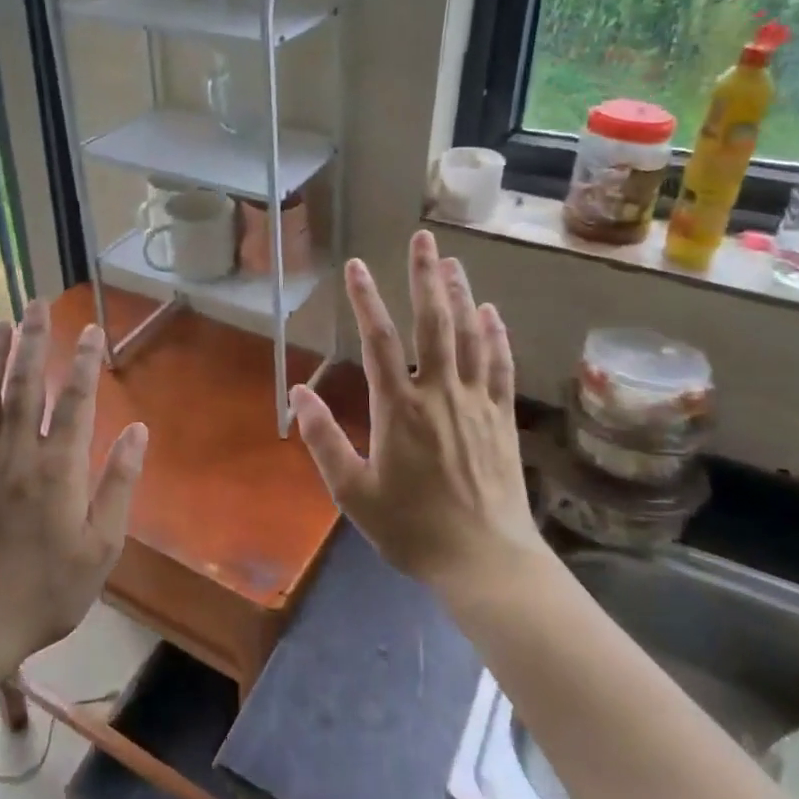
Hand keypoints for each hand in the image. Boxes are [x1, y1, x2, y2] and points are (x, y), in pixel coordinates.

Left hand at [0, 302, 147, 679]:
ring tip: (1, 323)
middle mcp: (16, 453)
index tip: (93, 329)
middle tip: (39, 305)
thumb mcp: (101, 547)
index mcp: (58, 468)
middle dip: (35, 340)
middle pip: (26, 384)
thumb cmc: (45, 591)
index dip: (86, 361)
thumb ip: (119, 485)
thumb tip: (138, 431)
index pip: (76, 400)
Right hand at [289, 231, 540, 593]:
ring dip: (460, 295)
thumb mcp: (353, 492)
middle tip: (423, 238)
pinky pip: (500, 366)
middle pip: (432, 323)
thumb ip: (324, 439)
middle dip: (425, 277)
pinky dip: (495, 336)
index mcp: (398, 408)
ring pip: (469, 336)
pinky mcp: (501, 418)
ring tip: (452, 262)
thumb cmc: (412, 528)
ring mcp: (476, 403)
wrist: (484, 560)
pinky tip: (491, 313)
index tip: (356, 265)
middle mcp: (439, 393)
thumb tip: (296, 393)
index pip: (378, 340)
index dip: (365, 299)